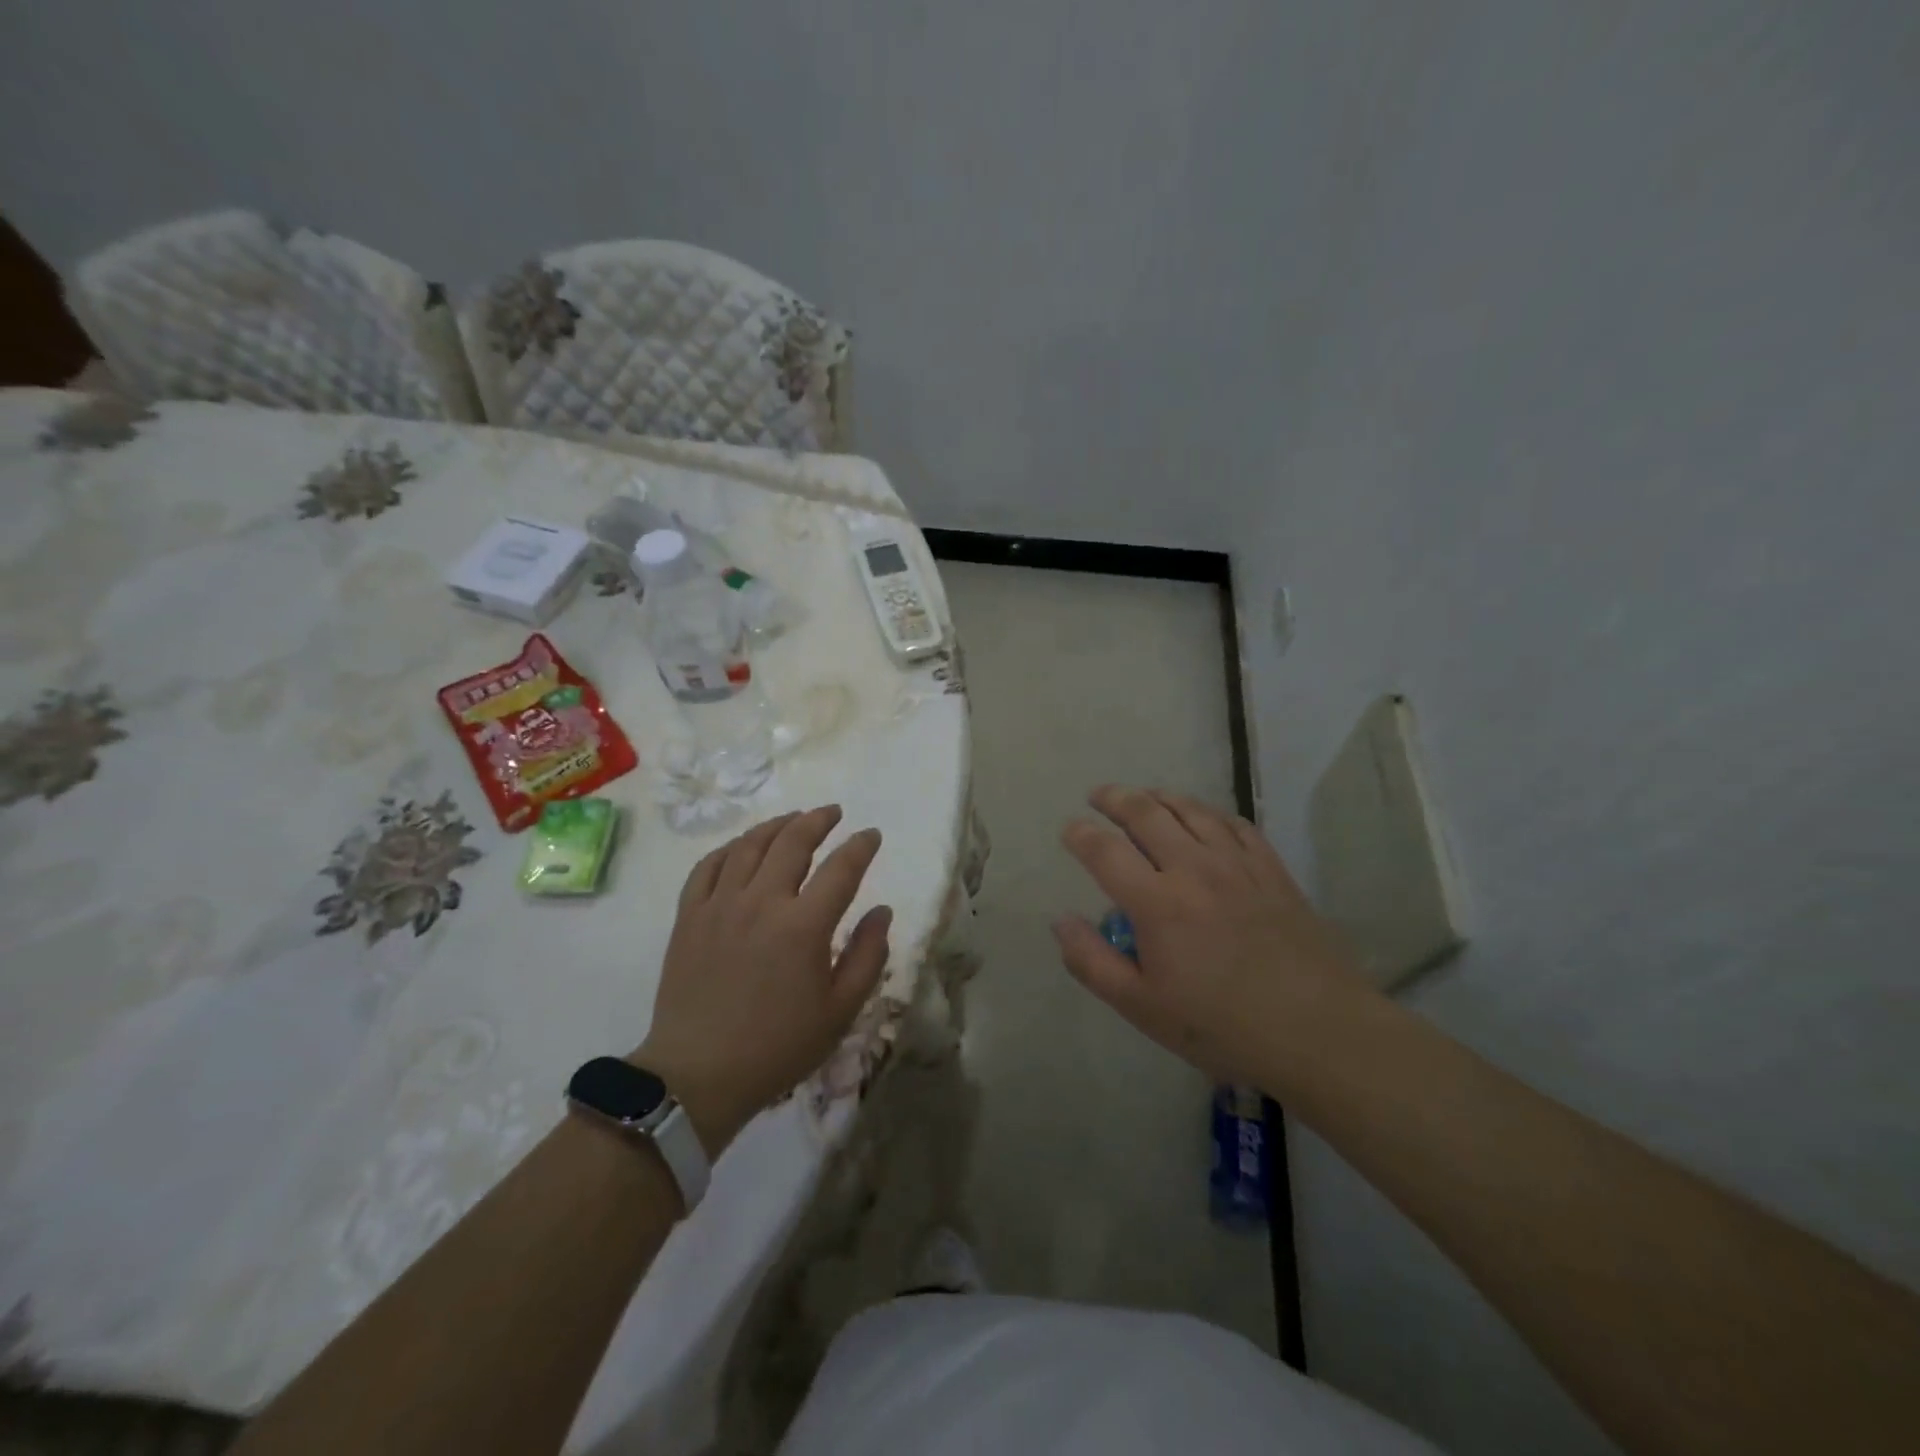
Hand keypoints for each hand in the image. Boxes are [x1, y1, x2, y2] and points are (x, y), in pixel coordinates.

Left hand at [636, 806, 890, 1157]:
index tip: (871, 835)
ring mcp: (720, 904)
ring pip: (750, 845)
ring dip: (777, 825)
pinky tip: (742, 846)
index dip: (861, 846)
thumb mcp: (840, 1011)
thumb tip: (882, 911)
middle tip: (834, 812)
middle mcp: (762, 902)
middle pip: (793, 841)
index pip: (841, 868)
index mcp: (804, 926)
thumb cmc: (778, 1046)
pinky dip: (730, 847)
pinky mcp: (689, 916)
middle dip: (819, 820)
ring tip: (793, 818)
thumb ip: (868, 956)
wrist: (698, 1075)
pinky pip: (708, 865)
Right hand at [1053, 785, 1368, 1082]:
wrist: (1319, 1031)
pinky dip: (1209, 812)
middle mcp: (1193, 869)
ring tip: (1144, 795)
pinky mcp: (1271, 869)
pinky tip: (1203, 817)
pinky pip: (1234, 824)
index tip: (1069, 830)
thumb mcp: (1142, 1007)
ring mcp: (1237, 864)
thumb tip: (1060, 921)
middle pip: (1146, 814)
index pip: (1105, 851)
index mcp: (1157, 903)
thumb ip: (1092, 962)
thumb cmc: (1222, 1025)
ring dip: (1159, 796)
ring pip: (1191, 810)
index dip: (1080, 835)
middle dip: (1115, 798)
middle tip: (1098, 794)